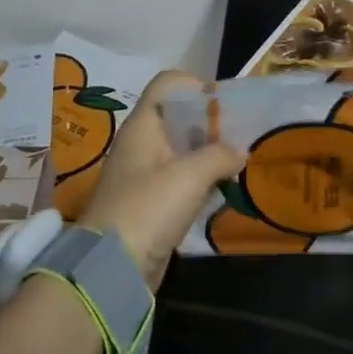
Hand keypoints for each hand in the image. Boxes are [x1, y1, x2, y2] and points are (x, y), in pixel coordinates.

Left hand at [78, 70, 244, 288]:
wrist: (112, 268)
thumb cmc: (148, 208)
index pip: (166, 84)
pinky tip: (223, 188)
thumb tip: (240, 152)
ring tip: (238, 160)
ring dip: (208, 153)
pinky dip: (201, 179)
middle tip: (240, 134)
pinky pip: (180, 179)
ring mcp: (144, 174)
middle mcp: (141, 143)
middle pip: (178, 117)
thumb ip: (219, 156)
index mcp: (142, 126)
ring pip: (181, 150)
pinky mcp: (150, 203)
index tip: (223, 103)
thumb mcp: (190, 176)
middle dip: (210, 122)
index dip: (194, 86)